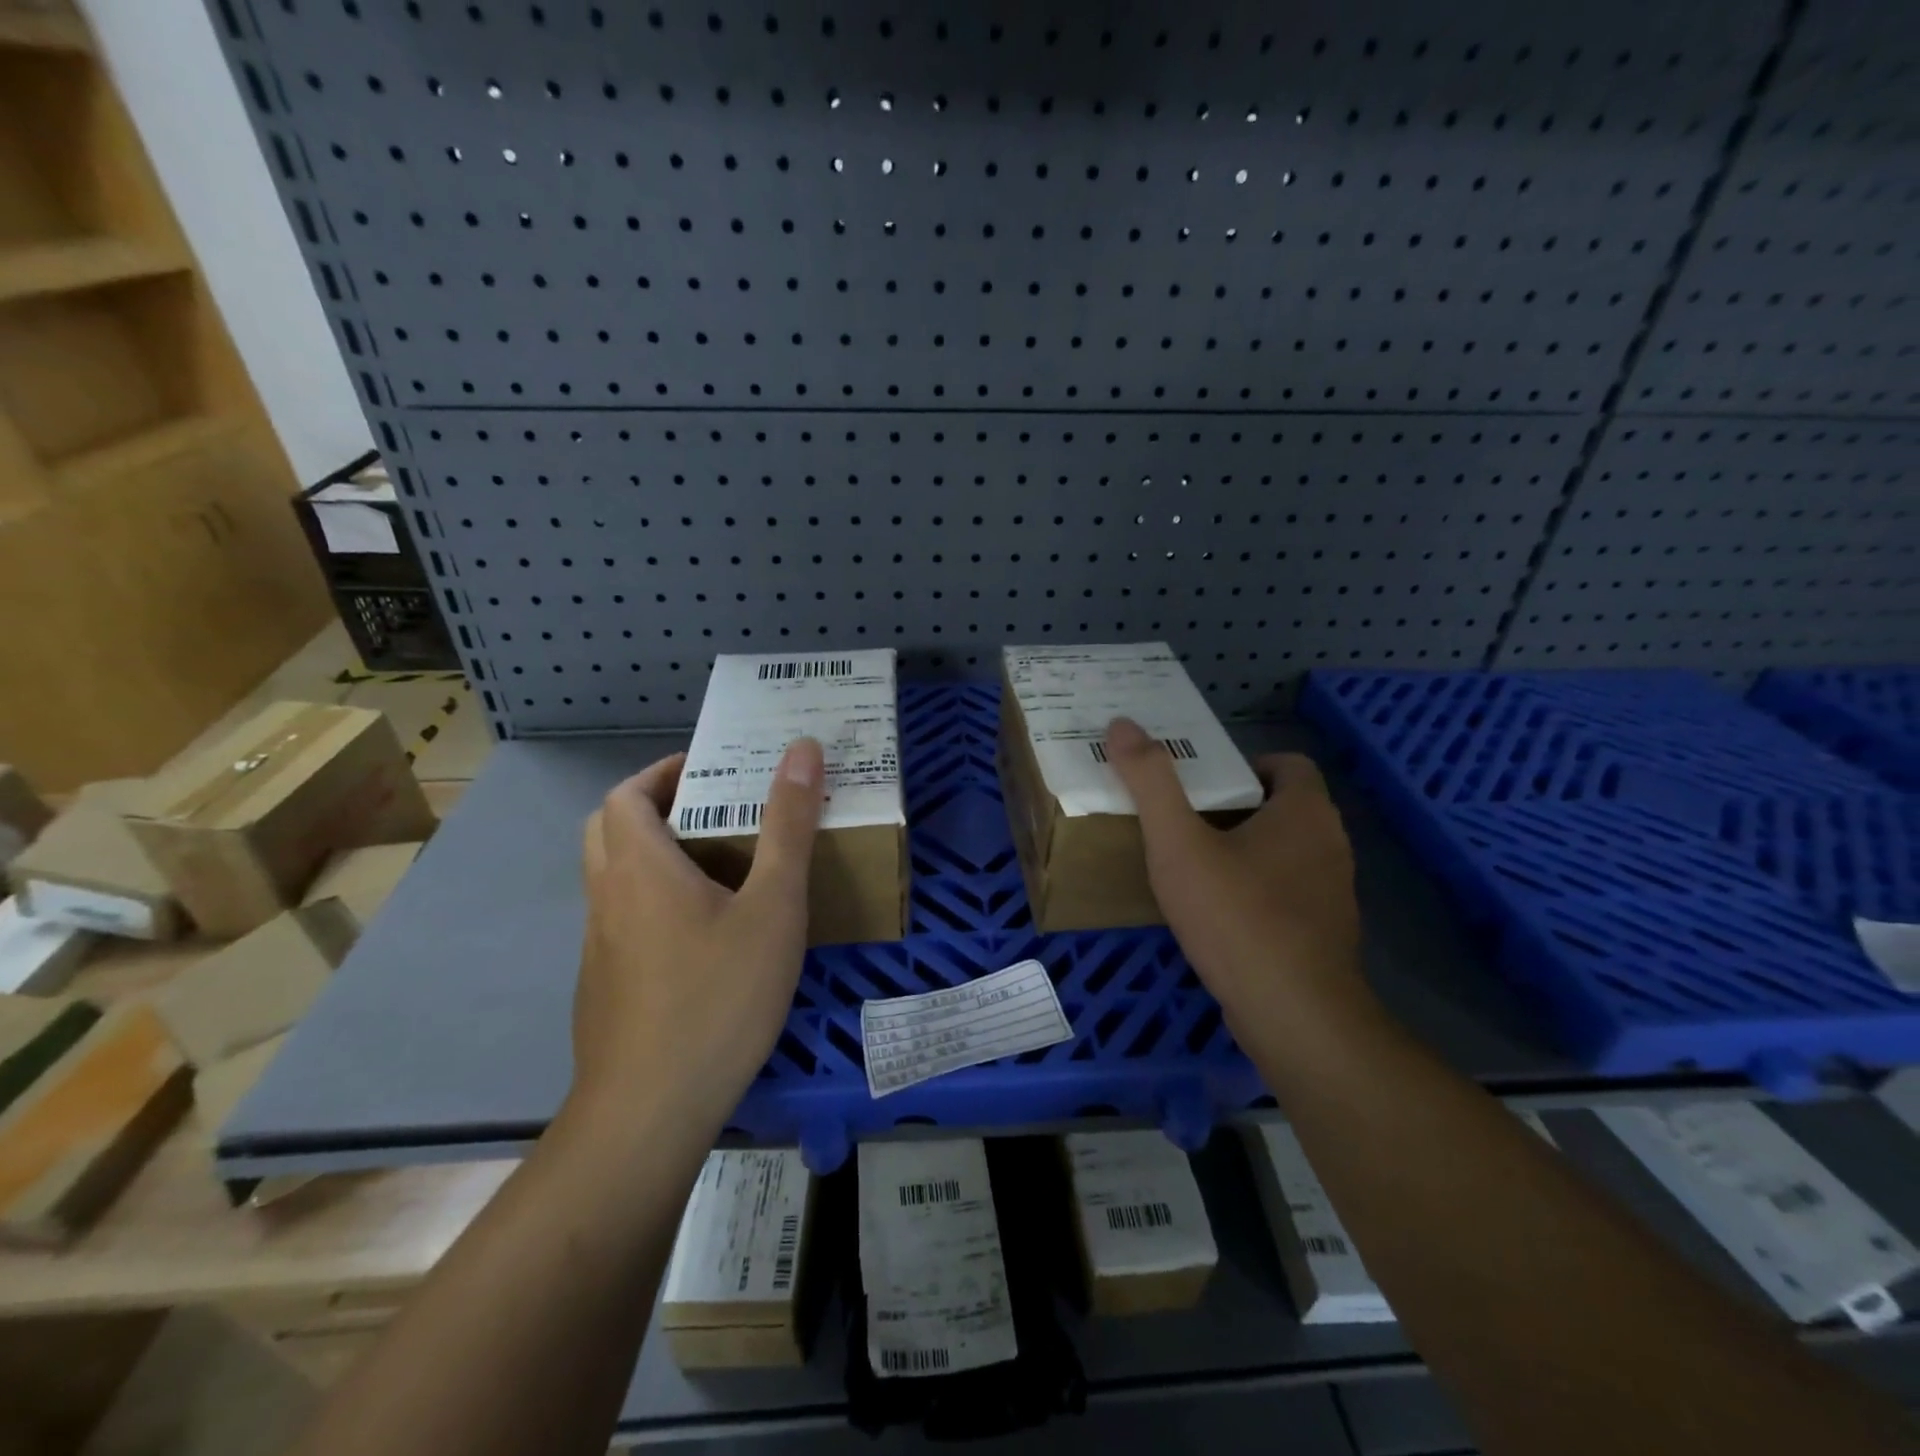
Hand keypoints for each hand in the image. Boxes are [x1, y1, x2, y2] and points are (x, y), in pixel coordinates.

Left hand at [567, 739, 824, 1130]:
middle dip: (655, 807)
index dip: (664, 772)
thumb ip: (787, 827)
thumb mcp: (773, 907)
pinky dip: (652, 899)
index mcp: (639, 867)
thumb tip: (801, 749)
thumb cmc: (719, 996)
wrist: (650, 1112)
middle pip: (610, 828)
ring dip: (653, 853)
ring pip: (614, 876)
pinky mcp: (605, 985)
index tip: (712, 771)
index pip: (627, 794)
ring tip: (719, 865)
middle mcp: (607, 898)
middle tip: (714, 811)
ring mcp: (599, 946)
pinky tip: (703, 935)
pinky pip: (623, 918)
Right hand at [1102, 717, 1370, 1040]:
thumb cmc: (1236, 916)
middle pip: (1283, 807)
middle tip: (1183, 817)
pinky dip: (1256, 890)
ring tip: (1192, 864)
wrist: (1293, 1016)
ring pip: (1286, 852)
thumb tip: (1123, 724)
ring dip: (1246, 849)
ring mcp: (1333, 893)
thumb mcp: (1179, 844)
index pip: (1289, 763)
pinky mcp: (1325, 934)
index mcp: (1305, 812)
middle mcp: (1331, 844)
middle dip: (1235, 806)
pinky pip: (1288, 892)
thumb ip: (1151, 783)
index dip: (1246, 764)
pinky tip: (1217, 914)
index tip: (1203, 781)